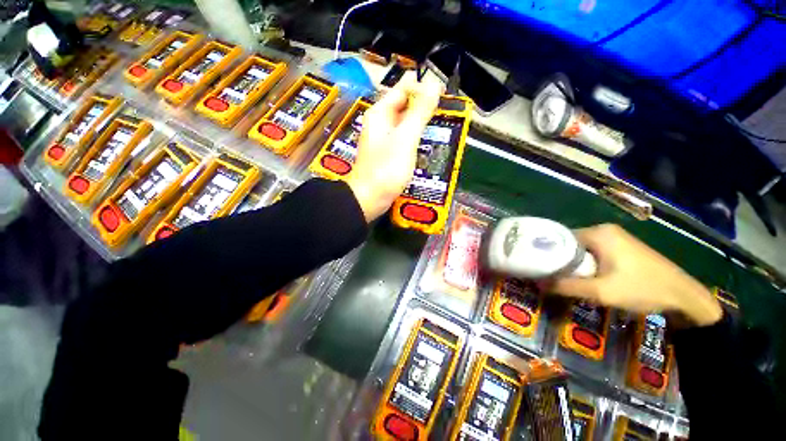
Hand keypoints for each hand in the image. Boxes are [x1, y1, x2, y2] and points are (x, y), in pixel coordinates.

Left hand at [345, 79, 442, 221]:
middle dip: (424, 108)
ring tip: (440, 129)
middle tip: (445, 116)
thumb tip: (432, 83)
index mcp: (381, 113)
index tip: (444, 98)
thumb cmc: (386, 169)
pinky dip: (415, 139)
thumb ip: (419, 112)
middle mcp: (381, 123)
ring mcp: (384, 139)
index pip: (404, 88)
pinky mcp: (388, 153)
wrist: (369, 199)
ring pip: (406, 123)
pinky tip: (427, 145)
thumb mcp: (405, 139)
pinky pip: (404, 139)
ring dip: (421, 124)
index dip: (423, 89)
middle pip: (405, 105)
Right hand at [550, 224, 722, 326]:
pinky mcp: (622, 247)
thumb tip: (537, 284)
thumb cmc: (643, 289)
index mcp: (599, 233)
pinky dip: (585, 264)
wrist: (684, 297)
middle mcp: (605, 230)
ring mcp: (615, 238)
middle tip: (548, 275)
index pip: (560, 237)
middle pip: (570, 243)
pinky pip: (593, 252)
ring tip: (561, 278)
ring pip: (581, 249)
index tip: (536, 266)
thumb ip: (566, 286)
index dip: (546, 251)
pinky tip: (584, 277)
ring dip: (573, 263)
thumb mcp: (601, 291)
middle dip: (559, 259)